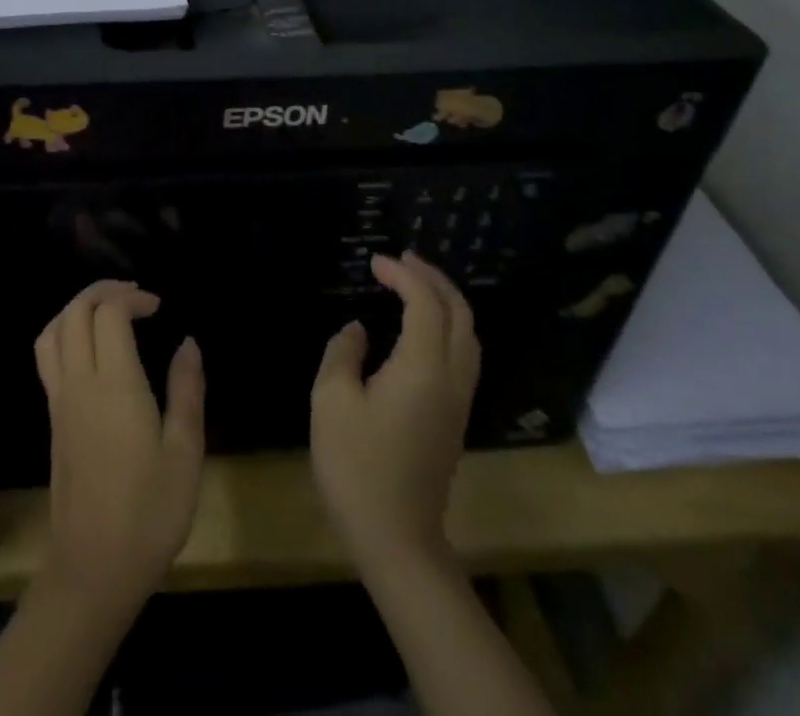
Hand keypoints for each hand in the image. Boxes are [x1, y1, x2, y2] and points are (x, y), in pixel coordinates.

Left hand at [33, 280, 204, 612]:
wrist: (93, 570)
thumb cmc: (149, 513)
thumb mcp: (185, 453)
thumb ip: (187, 391)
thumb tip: (188, 342)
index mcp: (114, 385)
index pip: (109, 314)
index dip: (133, 299)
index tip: (159, 307)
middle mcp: (79, 383)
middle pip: (75, 312)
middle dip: (103, 291)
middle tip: (136, 297)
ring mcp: (60, 401)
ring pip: (52, 331)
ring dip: (78, 308)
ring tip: (108, 310)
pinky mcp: (53, 419)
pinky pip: (47, 356)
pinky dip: (64, 332)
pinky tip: (89, 348)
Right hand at [311, 252, 480, 568]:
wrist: (397, 539)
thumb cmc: (357, 467)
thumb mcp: (331, 402)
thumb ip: (343, 354)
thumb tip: (359, 330)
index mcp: (422, 368)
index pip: (425, 303)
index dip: (403, 275)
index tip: (374, 261)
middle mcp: (450, 377)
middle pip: (459, 313)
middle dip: (434, 278)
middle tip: (402, 260)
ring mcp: (458, 399)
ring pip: (468, 334)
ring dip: (445, 300)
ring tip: (414, 284)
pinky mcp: (455, 417)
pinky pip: (463, 353)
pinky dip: (447, 324)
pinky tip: (422, 326)